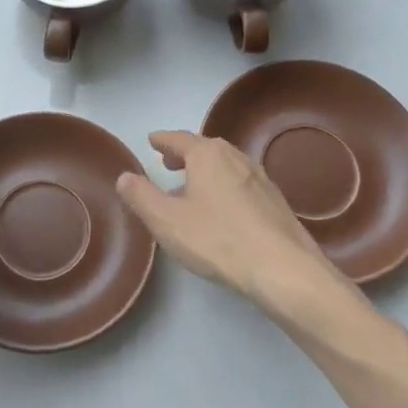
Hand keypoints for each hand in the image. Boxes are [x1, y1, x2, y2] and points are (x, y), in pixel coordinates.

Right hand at [115, 131, 347, 317]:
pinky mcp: (275, 201)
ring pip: (225, 165)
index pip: (179, 138)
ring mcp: (260, 178)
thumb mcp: (166, 220)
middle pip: (205, 147)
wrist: (283, 268)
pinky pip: (241, 182)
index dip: (163, 140)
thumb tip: (124, 176)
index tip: (152, 140)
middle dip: (185, 153)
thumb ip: (141, 196)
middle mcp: (235, 157)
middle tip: (169, 162)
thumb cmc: (218, 239)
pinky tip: (222, 209)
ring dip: (206, 170)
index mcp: (207, 155)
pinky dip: (224, 185)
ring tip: (192, 186)